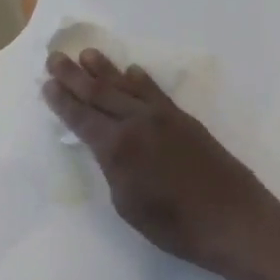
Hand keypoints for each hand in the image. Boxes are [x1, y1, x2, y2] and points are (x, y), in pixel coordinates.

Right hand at [43, 49, 274, 274]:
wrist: (233, 219)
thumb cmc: (174, 225)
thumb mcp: (127, 204)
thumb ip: (113, 169)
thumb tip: (110, 148)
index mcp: (117, 147)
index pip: (81, 118)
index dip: (62, 101)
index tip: (47, 83)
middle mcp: (137, 123)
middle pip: (100, 93)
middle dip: (75, 76)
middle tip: (56, 57)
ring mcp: (164, 118)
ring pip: (128, 86)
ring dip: (106, 70)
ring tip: (88, 54)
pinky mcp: (185, 120)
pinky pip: (156, 93)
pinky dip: (142, 80)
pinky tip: (133, 71)